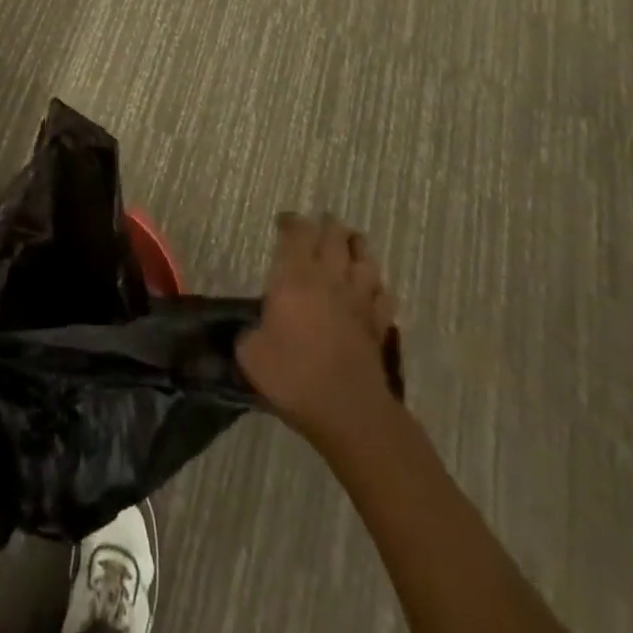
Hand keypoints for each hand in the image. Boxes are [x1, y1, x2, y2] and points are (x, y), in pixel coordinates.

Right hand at [237, 212, 398, 446]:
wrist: (346, 410)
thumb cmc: (293, 375)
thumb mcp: (251, 354)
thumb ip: (249, 334)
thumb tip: (253, 331)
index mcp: (295, 276)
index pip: (297, 233)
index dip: (291, 222)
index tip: (284, 221)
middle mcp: (329, 278)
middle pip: (335, 237)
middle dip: (327, 225)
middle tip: (320, 224)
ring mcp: (358, 300)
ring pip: (364, 259)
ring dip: (356, 248)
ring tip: (350, 245)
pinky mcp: (378, 324)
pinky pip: (383, 295)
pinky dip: (376, 287)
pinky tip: (371, 290)